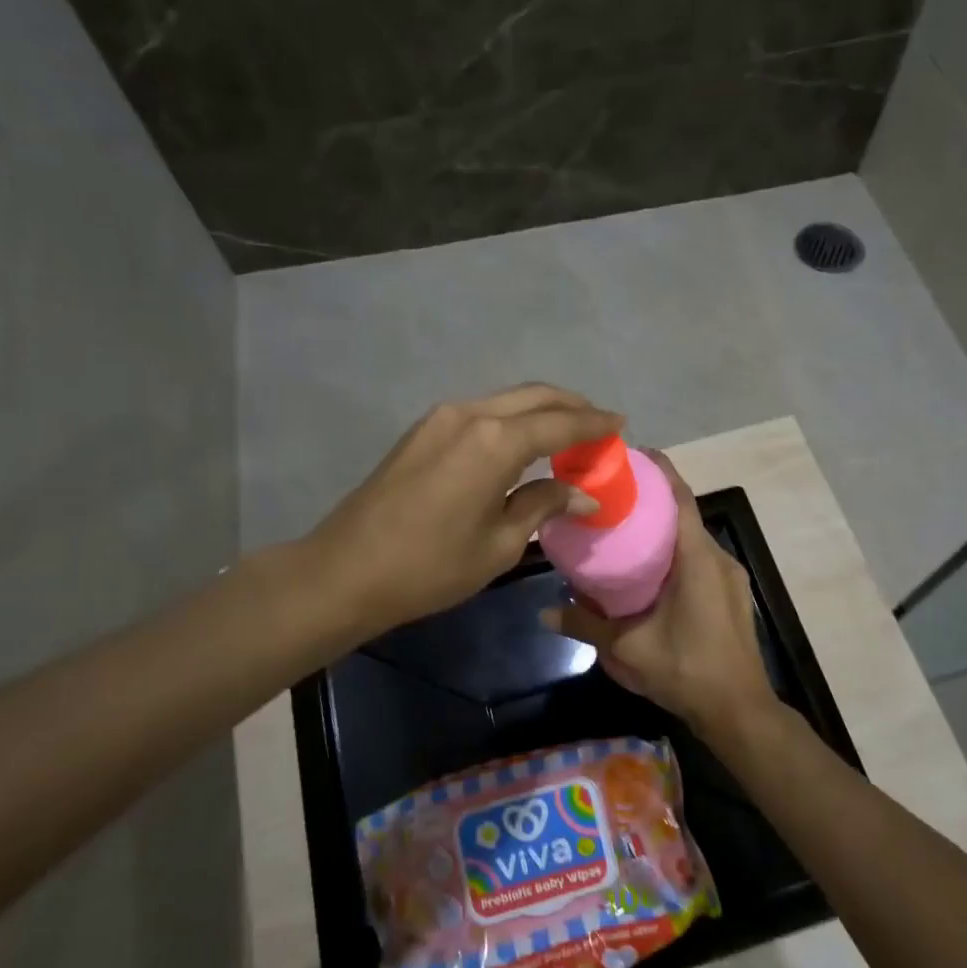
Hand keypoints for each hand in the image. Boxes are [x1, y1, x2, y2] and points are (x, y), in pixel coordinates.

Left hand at [307, 383, 621, 631]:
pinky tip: (522, 444)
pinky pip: (482, 413)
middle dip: (571, 406)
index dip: (594, 423)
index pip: (561, 422)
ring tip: (567, 435)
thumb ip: (543, 506)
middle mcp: (471, 414)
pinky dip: (512, 420)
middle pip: (535, 397)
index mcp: (496, 441)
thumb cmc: (430, 566)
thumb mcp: (499, 544)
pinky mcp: (423, 430)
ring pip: (506, 400)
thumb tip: (583, 494)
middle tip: (599, 426)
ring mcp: (442, 418)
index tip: (621, 424)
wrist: (345, 570)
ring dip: (540, 411)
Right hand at [540, 452, 780, 745]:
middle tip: (614, 496)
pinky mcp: (732, 595)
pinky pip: (701, 559)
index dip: (659, 470)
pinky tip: (651, 571)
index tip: (632, 454)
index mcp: (697, 558)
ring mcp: (730, 576)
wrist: (739, 710)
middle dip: (653, 499)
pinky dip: (676, 552)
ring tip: (626, 531)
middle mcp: (718, 558)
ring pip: (693, 538)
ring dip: (665, 528)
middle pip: (685, 513)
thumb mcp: (627, 648)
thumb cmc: (686, 669)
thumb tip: (544, 611)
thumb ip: (585, 624)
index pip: (680, 497)